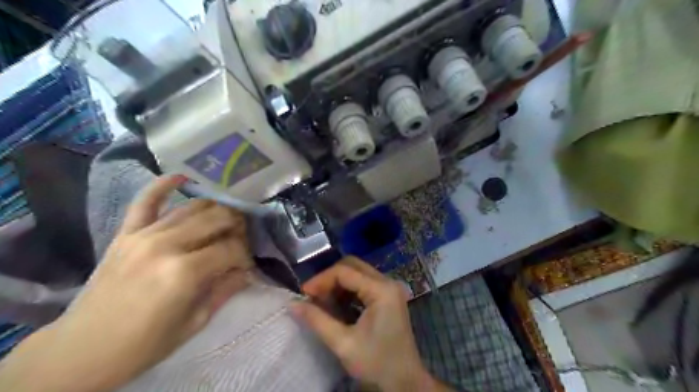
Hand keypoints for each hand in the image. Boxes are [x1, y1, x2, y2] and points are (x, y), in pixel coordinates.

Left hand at [0, 177, 256, 391]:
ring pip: (192, 207)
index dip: (246, 254)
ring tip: (225, 220)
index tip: (247, 264)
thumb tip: (247, 270)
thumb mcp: (196, 321)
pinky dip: (163, 185)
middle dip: (237, 226)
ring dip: (216, 209)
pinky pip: (145, 201)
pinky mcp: (125, 234)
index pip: (231, 248)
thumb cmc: (145, 342)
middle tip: (240, 239)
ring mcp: (143, 235)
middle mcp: (167, 245)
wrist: (82, 350)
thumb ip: (226, 289)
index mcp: (185, 273)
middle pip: (217, 219)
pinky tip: (181, 177)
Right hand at [292, 259, 444, 390]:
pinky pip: (363, 284)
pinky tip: (336, 305)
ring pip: (357, 273)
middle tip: (312, 296)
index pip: (344, 271)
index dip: (321, 280)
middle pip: (352, 266)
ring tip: (321, 302)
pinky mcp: (387, 297)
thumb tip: (293, 304)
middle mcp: (388, 282)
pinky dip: (347, 291)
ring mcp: (389, 288)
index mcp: (381, 290)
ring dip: (337, 284)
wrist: (405, 383)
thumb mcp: (343, 343)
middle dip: (329, 278)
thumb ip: (317, 320)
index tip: (303, 294)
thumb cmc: (376, 364)